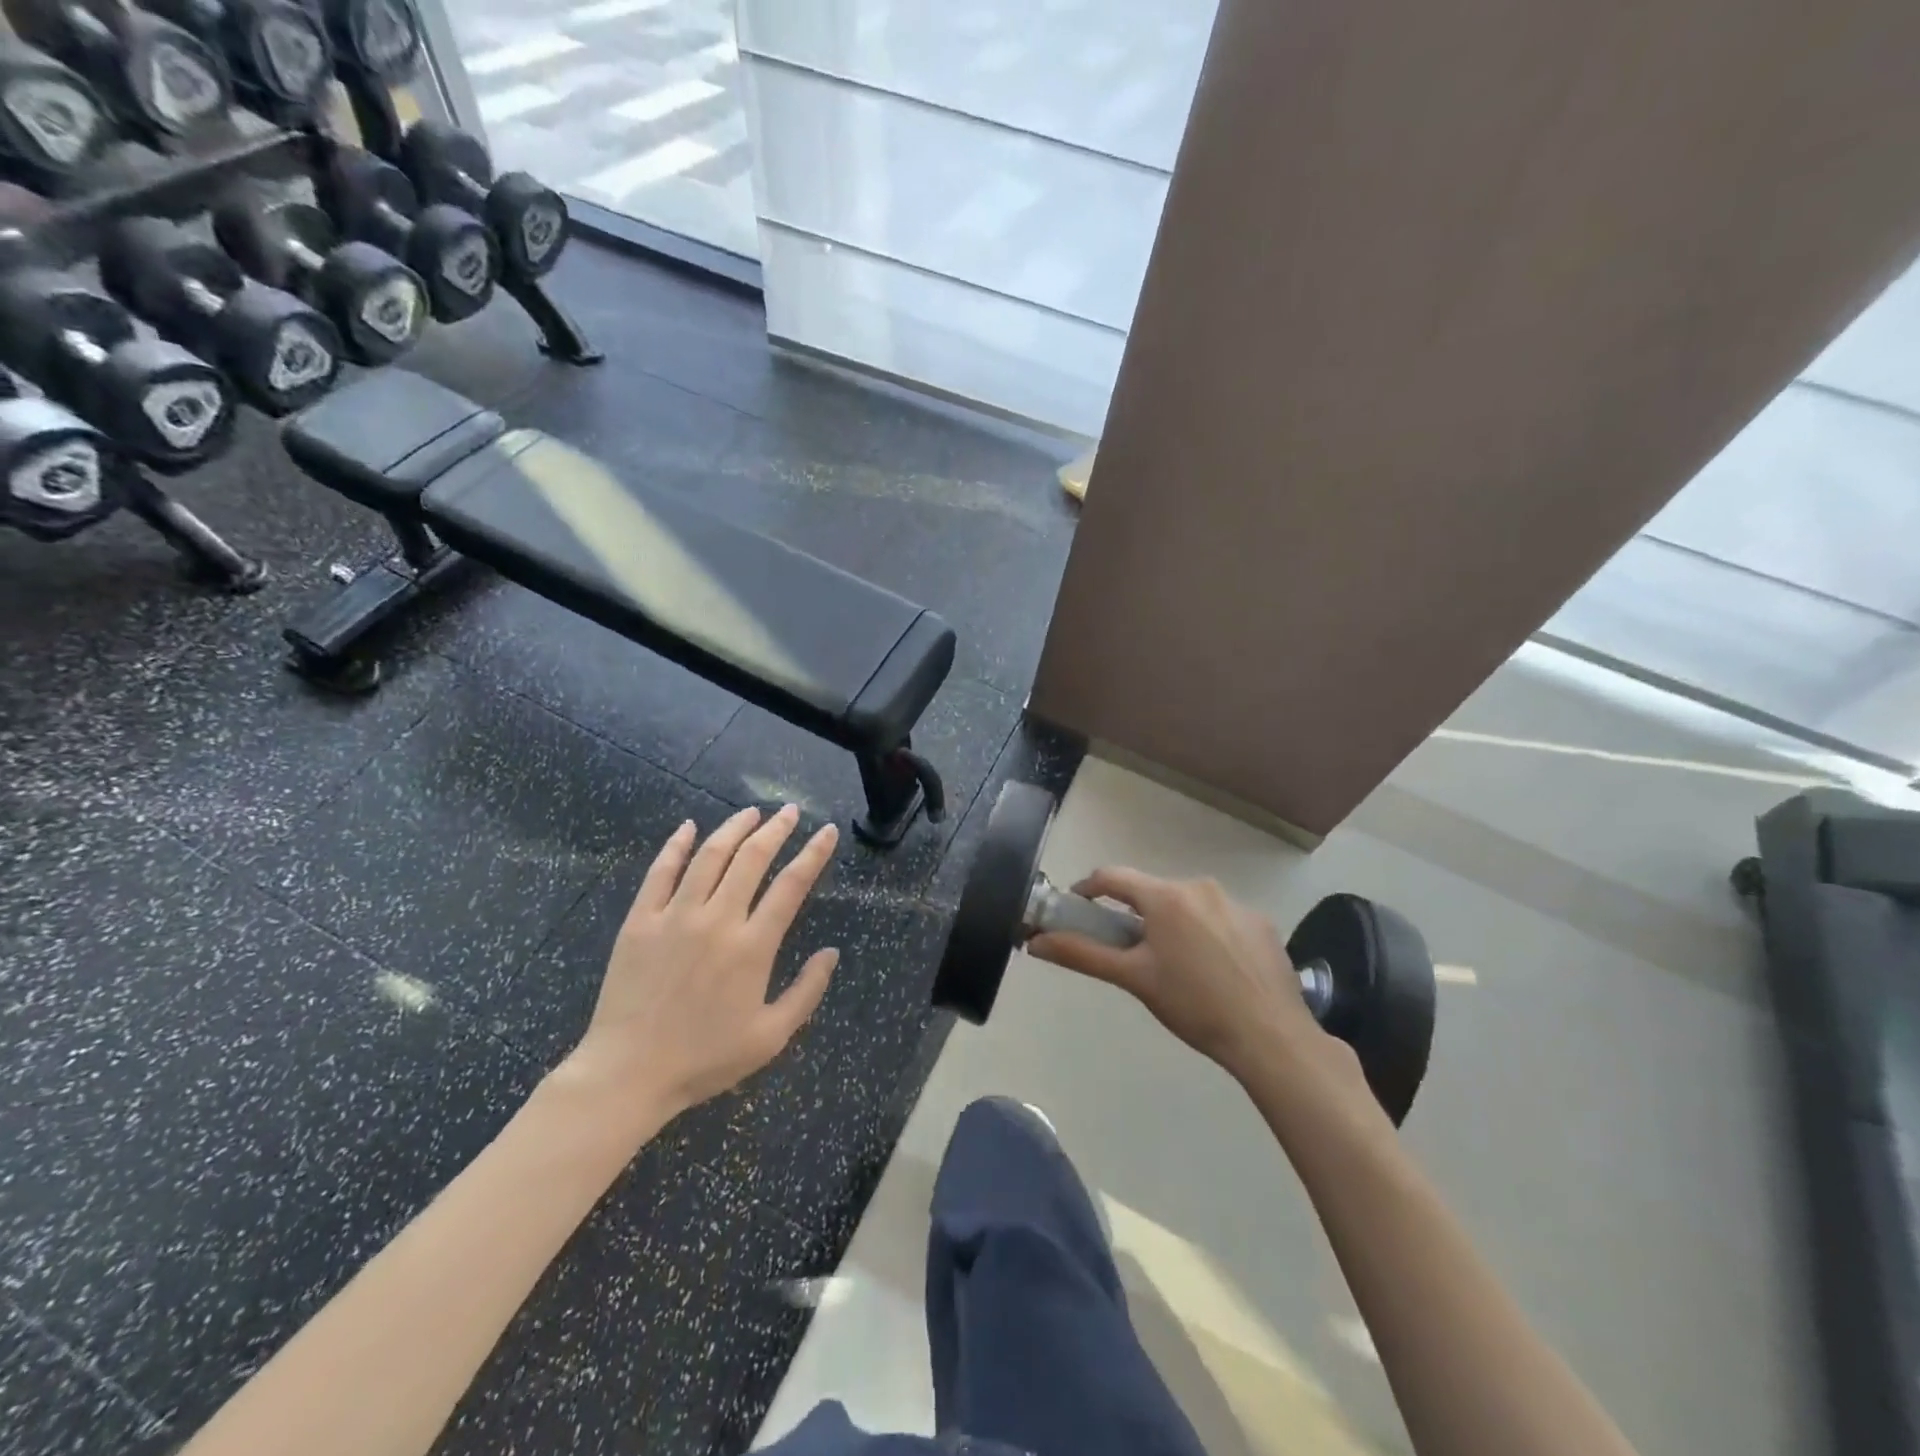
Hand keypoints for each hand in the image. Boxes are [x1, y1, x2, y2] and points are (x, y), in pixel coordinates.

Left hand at [552, 805, 839, 1126]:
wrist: (628, 1073)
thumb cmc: (704, 1059)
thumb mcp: (770, 1037)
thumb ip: (807, 992)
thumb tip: (831, 953)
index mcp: (752, 946)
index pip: (791, 885)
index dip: (813, 854)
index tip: (827, 831)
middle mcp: (717, 920)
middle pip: (752, 858)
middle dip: (776, 829)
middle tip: (789, 811)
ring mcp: (675, 916)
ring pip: (709, 856)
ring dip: (733, 828)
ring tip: (751, 812)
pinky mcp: (640, 921)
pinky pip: (660, 872)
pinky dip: (676, 845)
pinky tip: (688, 827)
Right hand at [1028, 870, 1348, 1087]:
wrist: (1271, 1036)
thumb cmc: (1193, 1005)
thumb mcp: (1133, 979)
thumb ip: (1082, 954)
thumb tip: (1036, 942)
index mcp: (1165, 896)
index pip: (1112, 877)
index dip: (1088, 889)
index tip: (1077, 907)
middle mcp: (1200, 886)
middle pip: (1152, 892)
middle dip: (1135, 914)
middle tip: (1129, 951)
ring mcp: (1236, 903)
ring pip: (1188, 905)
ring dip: (1173, 924)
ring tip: (1176, 966)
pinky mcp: (1262, 923)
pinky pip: (1222, 919)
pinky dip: (1208, 935)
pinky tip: (1216, 971)